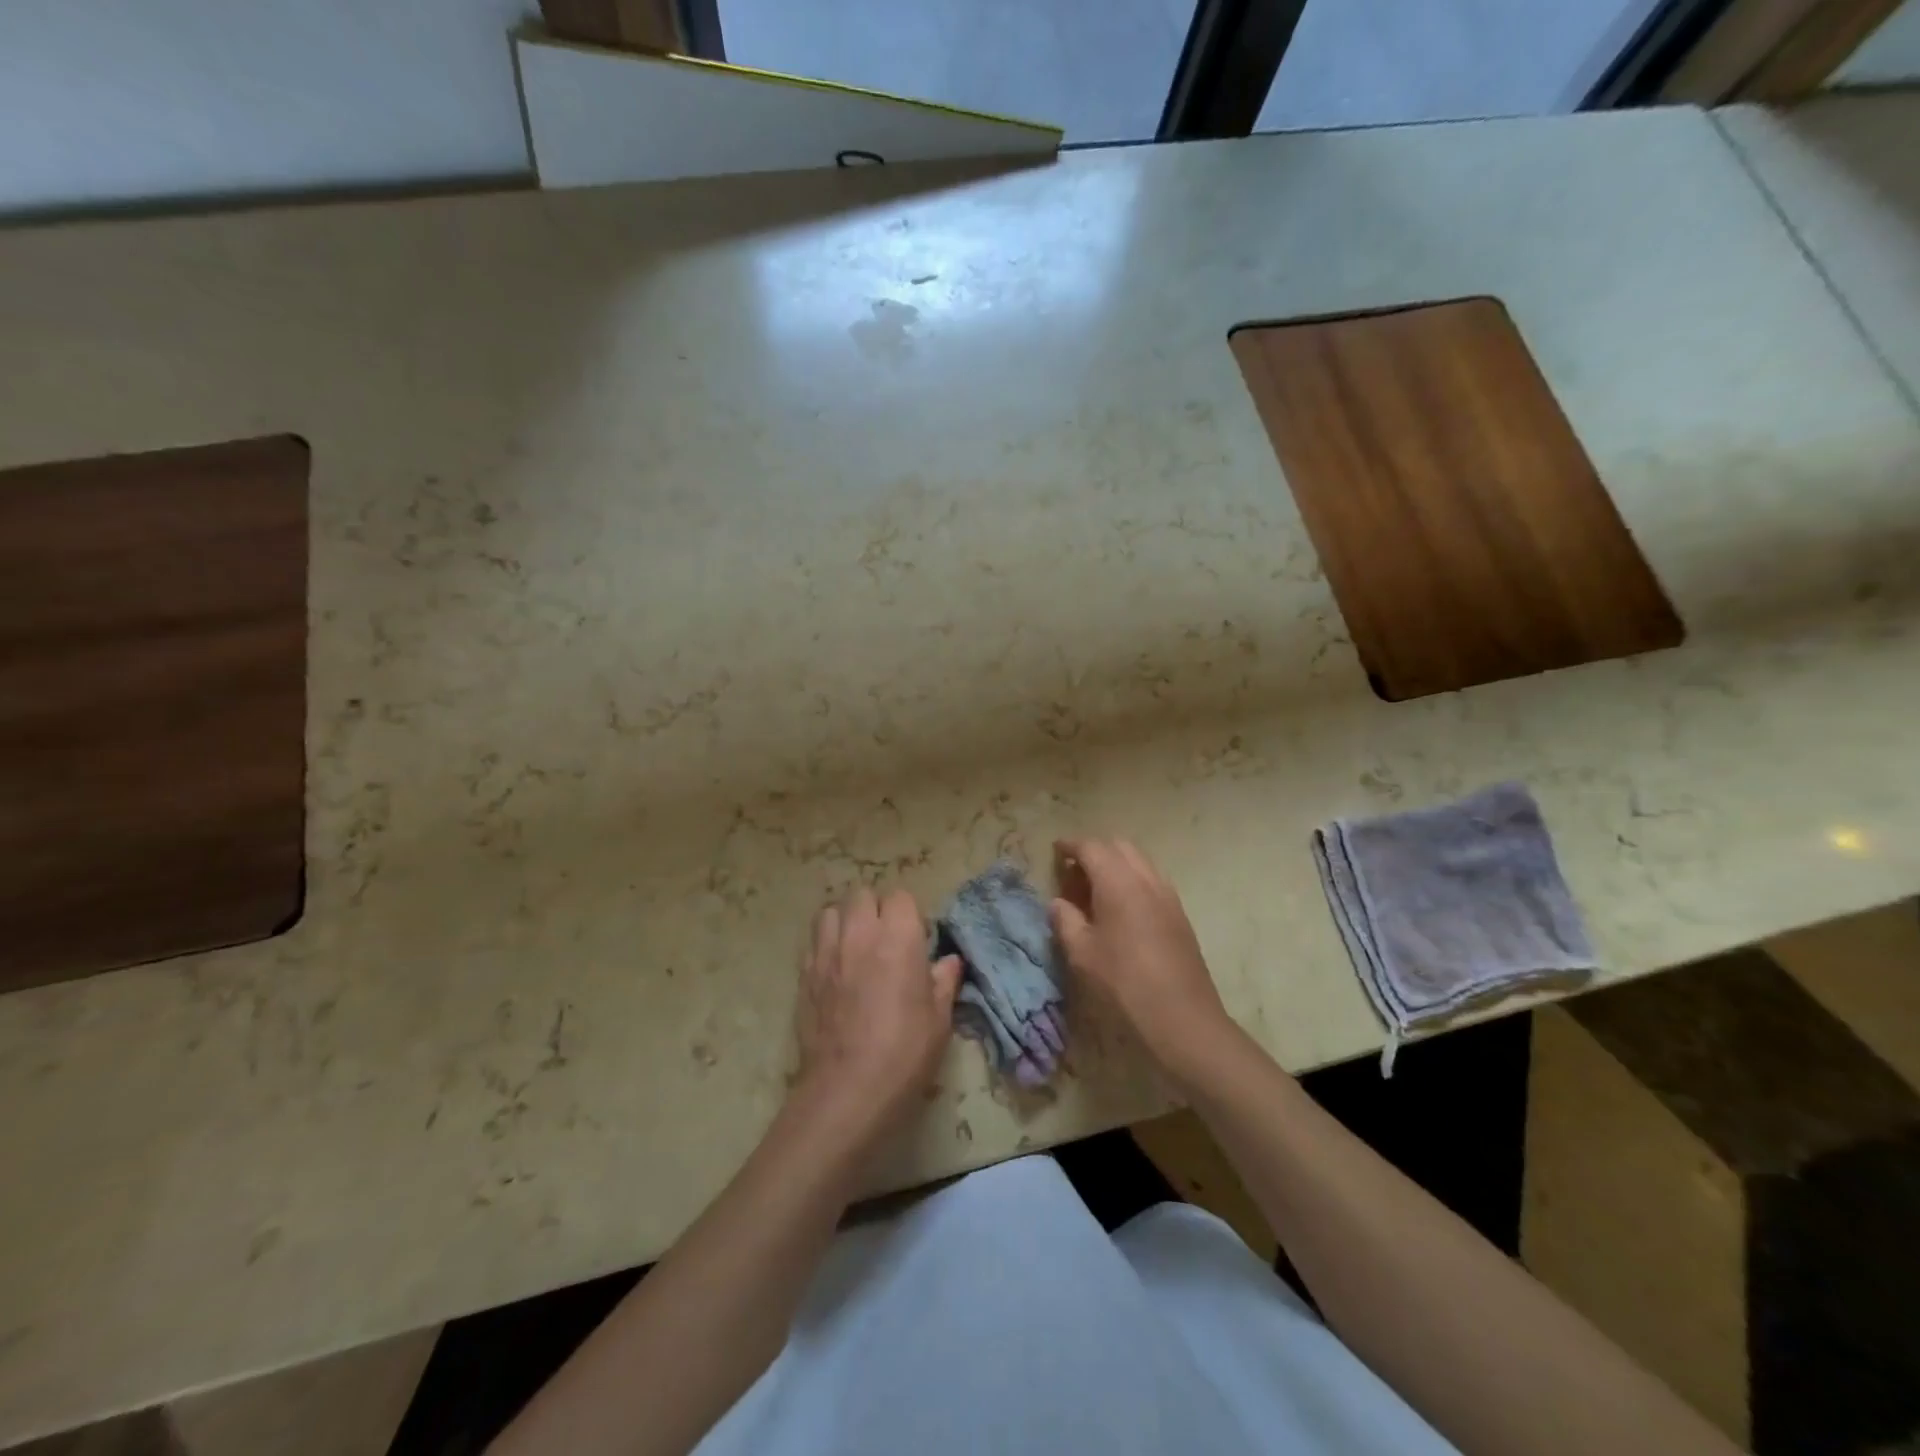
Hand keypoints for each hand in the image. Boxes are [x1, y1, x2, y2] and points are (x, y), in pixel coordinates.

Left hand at [792, 887, 961, 1148]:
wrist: (847, 1090)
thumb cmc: (904, 1053)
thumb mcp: (940, 1019)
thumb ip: (944, 981)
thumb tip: (949, 961)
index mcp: (898, 937)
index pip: (900, 897)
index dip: (909, 915)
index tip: (915, 939)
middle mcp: (859, 934)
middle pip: (862, 894)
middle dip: (875, 909)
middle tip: (886, 939)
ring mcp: (826, 952)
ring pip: (831, 911)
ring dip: (845, 920)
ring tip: (856, 947)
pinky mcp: (804, 974)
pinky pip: (813, 942)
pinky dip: (826, 945)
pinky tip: (836, 970)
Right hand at [1049, 838, 1232, 1087]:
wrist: (1183, 1019)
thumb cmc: (1124, 984)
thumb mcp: (1082, 954)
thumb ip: (1065, 920)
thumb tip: (1058, 902)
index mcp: (1118, 882)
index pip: (1091, 848)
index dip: (1071, 846)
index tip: (1056, 850)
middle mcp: (1146, 879)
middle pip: (1119, 847)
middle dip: (1095, 852)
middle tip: (1074, 874)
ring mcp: (1168, 895)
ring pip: (1139, 862)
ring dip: (1116, 866)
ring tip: (1096, 892)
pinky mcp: (1180, 914)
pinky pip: (1152, 881)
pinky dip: (1133, 881)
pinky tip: (1122, 910)